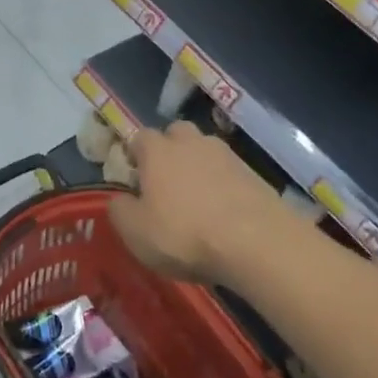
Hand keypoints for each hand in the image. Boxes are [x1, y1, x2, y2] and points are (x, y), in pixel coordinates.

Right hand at [107, 121, 290, 282]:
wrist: (256, 243)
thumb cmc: (184, 234)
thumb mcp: (135, 232)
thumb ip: (120, 210)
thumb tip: (121, 199)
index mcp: (157, 150)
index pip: (139, 137)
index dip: (134, 155)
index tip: (133, 178)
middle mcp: (191, 142)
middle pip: (176, 134)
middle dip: (170, 151)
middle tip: (166, 183)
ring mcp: (227, 155)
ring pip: (205, 152)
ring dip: (199, 168)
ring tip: (197, 200)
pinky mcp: (255, 175)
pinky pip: (230, 173)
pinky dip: (223, 186)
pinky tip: (223, 213)